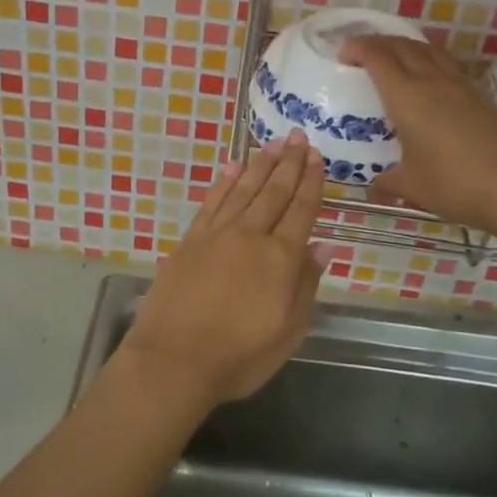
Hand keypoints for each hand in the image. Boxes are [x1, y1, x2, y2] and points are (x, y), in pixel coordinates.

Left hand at [125, 130, 325, 406]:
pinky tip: (233, 168)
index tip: (317, 156)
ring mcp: (216, 235)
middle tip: (298, 136)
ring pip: (243, 190)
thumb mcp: (288, 332)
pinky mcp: (190, 241)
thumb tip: (324, 247)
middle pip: (274, 192)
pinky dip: (224, 183)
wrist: (173, 360)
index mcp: (279, 258)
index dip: (311, 182)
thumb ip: (307, 286)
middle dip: (289, 163)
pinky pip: (212, 203)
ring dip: (260, 165)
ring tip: (273, 143)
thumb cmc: (238, 356)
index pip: (301, 211)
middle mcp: (250, 236)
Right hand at [342, 35, 496, 233]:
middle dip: (378, 42)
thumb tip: (373, 189)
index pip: (377, 58)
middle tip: (362, 51)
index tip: (343, 54)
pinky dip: (430, 59)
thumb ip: (388, 183)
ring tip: (394, 55)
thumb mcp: (412, 186)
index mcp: (406, 97)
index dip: (357, 49)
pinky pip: (448, 64)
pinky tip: (430, 77)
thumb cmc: (454, 184)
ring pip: (428, 49)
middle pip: (401, 45)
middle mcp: (432, 81)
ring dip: (406, 45)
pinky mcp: (481, 94)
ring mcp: (460, 85)